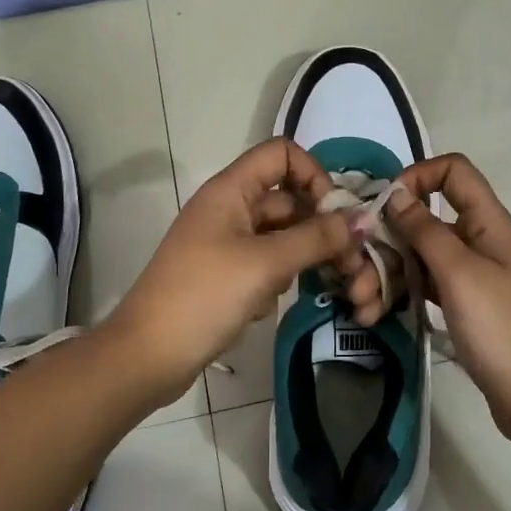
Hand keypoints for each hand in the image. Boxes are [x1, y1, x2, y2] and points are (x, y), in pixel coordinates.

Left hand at [103, 138, 366, 402]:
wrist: (147, 356)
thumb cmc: (204, 297)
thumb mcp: (265, 264)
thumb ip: (316, 238)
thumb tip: (362, 220)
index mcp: (230, 190)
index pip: (282, 154)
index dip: (313, 174)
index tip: (334, 213)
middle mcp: (229, 208)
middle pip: (288, 200)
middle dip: (322, 228)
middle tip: (352, 265)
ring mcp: (227, 243)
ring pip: (282, 236)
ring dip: (305, 258)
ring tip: (324, 288)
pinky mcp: (227, 275)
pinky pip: (267, 264)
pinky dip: (278, 280)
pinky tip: (268, 306)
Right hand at [379, 154, 510, 443]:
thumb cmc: (503, 331)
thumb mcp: (460, 274)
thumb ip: (425, 230)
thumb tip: (397, 193)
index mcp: (489, 223)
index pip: (454, 171)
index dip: (418, 175)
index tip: (385, 204)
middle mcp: (480, 242)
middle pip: (426, 219)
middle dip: (387, 239)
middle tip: (355, 271)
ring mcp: (472, 276)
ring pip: (420, 256)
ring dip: (387, 272)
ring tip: (361, 303)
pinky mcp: (464, 306)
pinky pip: (426, 285)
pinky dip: (401, 294)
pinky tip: (375, 313)